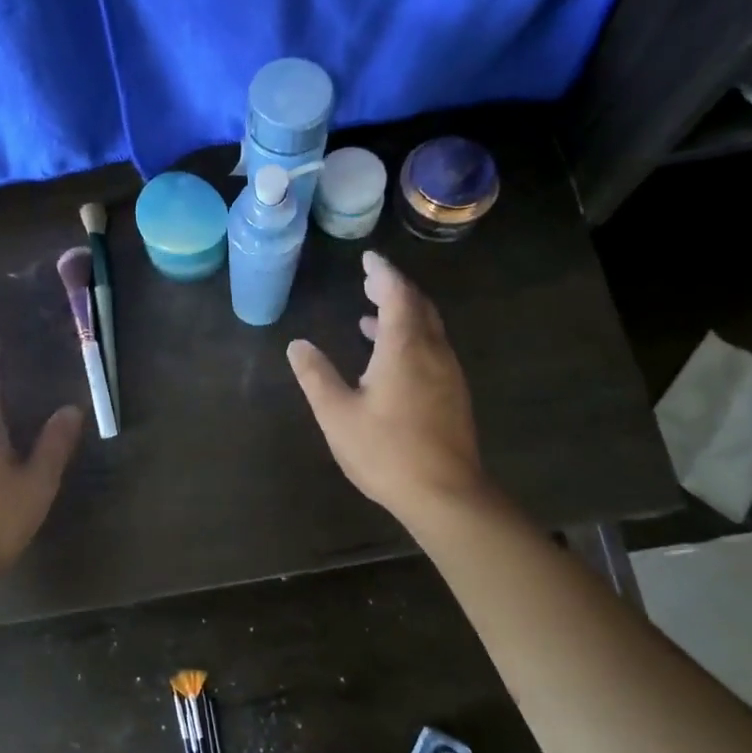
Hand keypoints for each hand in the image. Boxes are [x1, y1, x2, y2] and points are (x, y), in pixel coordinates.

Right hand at [287, 251, 488, 527]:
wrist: (445, 494)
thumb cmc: (385, 451)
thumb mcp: (337, 414)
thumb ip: (316, 376)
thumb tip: (297, 345)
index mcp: (404, 347)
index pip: (396, 294)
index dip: (382, 273)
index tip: (368, 258)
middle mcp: (433, 351)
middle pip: (418, 306)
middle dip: (394, 289)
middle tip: (370, 280)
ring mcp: (448, 373)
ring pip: (428, 329)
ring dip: (403, 315)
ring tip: (371, 317)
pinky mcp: (453, 395)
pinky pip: (432, 349)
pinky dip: (411, 338)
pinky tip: (391, 360)